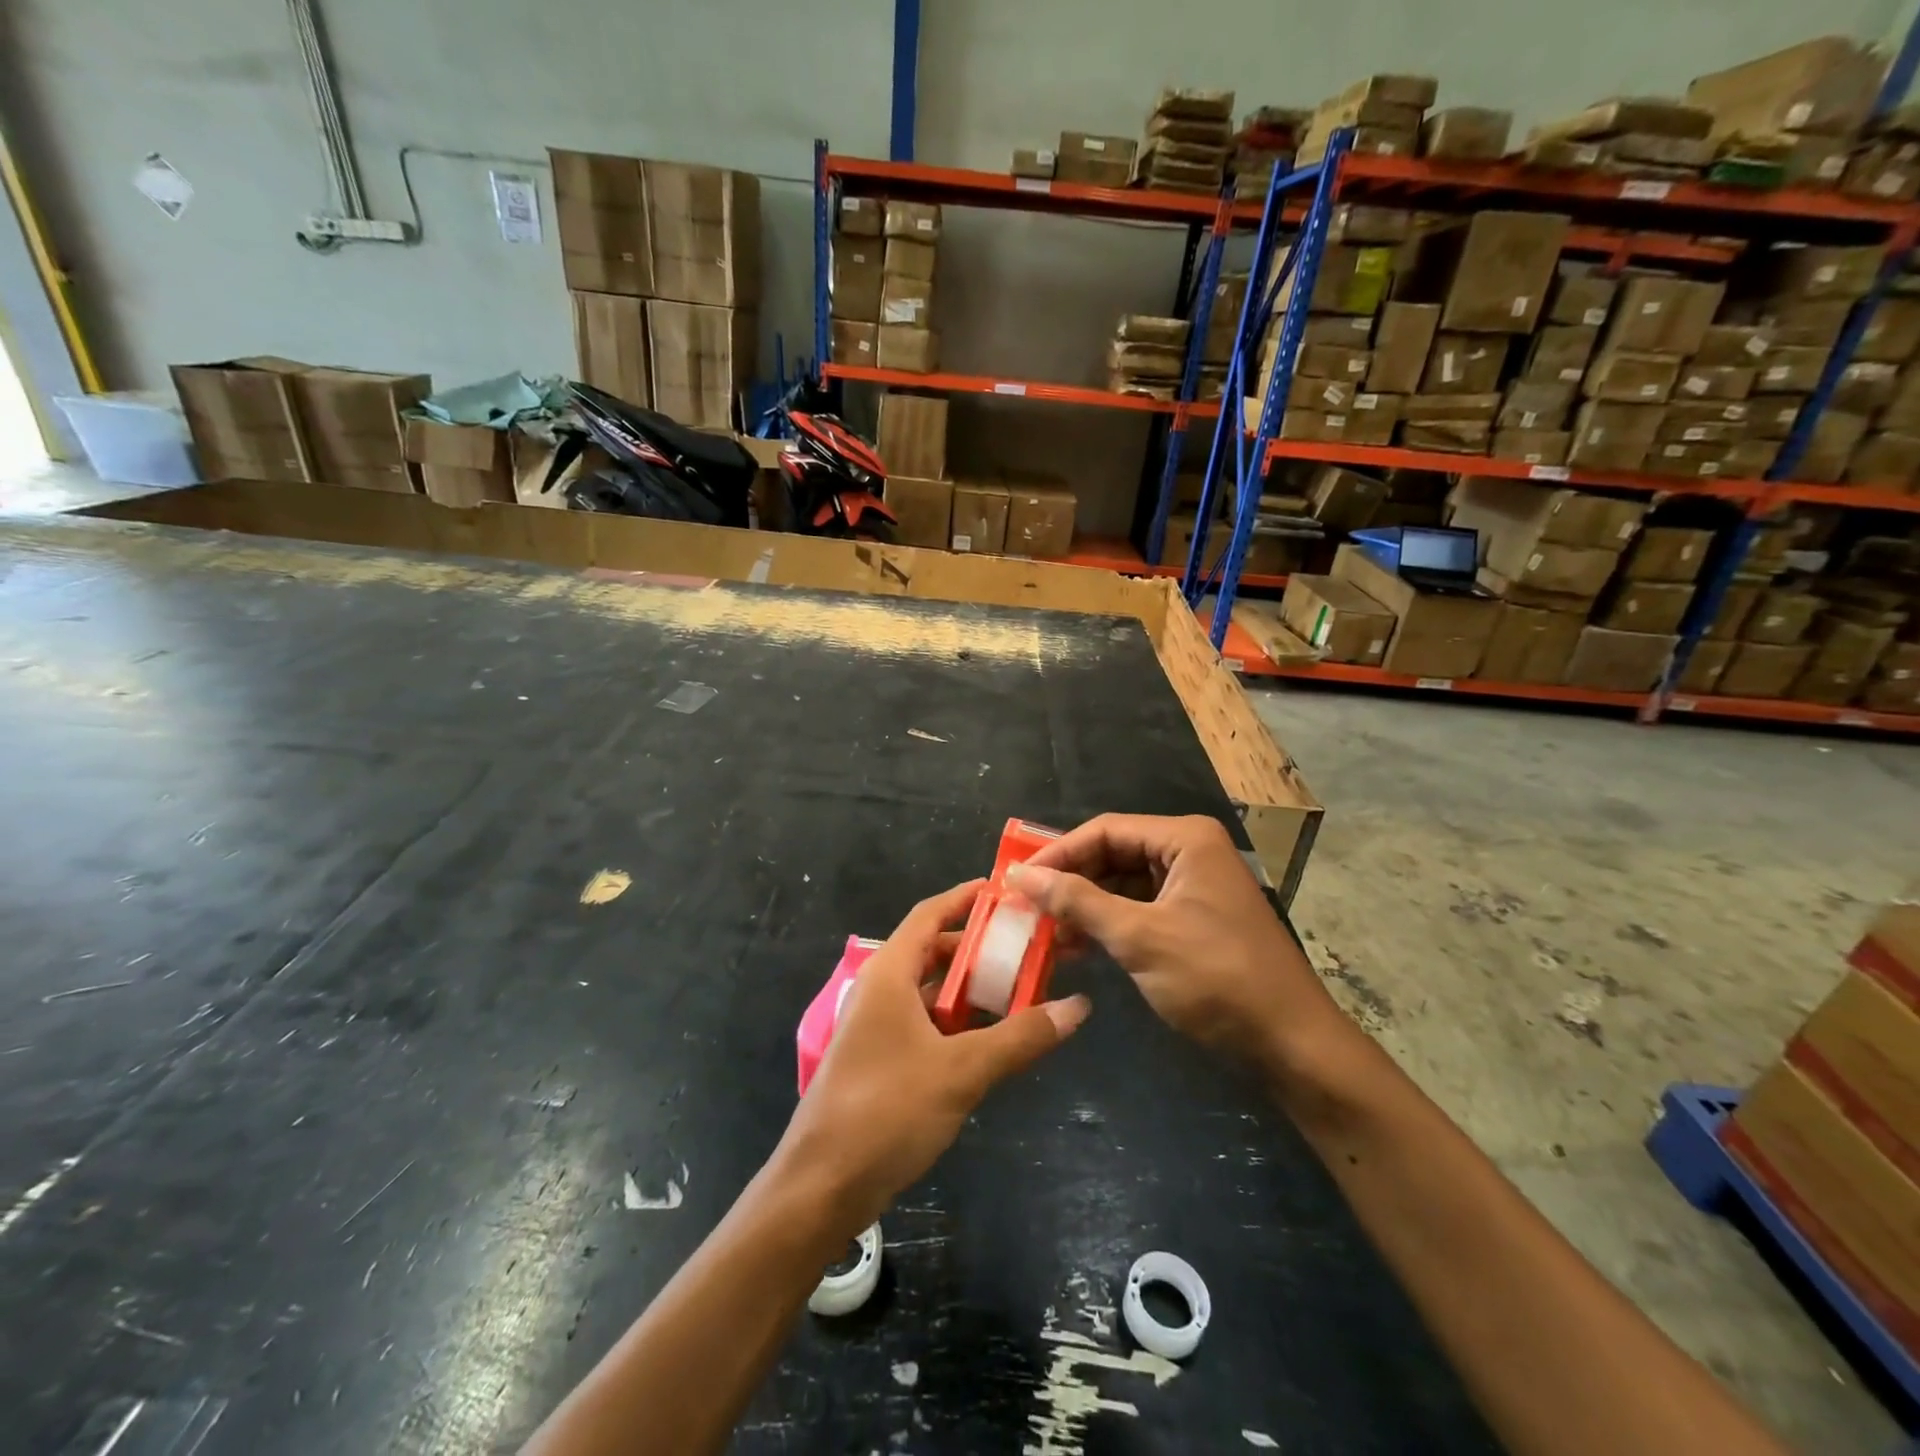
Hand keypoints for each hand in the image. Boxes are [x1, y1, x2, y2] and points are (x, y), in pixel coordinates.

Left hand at [776, 880, 1089, 1238]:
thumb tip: (1077, 1006)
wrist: (821, 1188)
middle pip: (933, 953)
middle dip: (978, 948)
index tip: (1004, 890)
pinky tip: (991, 1039)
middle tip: (1027, 946)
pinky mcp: (880, 1061)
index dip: (963, 899)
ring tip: (1021, 988)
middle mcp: (880, 991)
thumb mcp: (962, 1071)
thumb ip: (1020, 1037)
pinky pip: (925, 1024)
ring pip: (930, 992)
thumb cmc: (887, 1111)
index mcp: (889, 974)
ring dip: (970, 990)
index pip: (929, 915)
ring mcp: (877, 1028)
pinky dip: (957, 1023)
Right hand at [1007, 814, 1342, 1068]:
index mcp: (1184, 839)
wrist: (1290, 1044)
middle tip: (1025, 908)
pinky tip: (1075, 947)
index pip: (1104, 830)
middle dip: (1069, 881)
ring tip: (1043, 933)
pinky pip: (1137, 910)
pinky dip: (1106, 925)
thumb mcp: (1139, 937)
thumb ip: (1077, 902)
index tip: (1016, 880)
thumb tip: (1021, 877)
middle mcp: (1188, 852)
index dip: (1057, 853)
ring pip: (1121, 885)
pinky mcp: (1190, 920)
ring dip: (1083, 907)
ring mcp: (1191, 887)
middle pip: (1111, 854)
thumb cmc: (1215, 977)